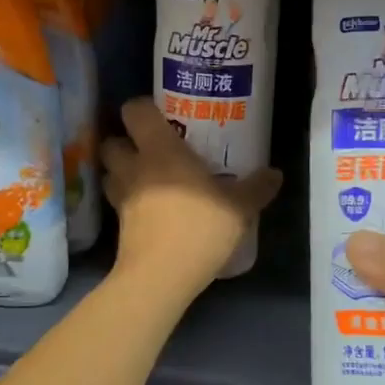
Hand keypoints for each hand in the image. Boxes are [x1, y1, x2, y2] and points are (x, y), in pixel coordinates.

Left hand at [101, 98, 280, 295]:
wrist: (160, 277)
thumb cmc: (199, 228)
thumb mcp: (239, 208)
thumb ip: (256, 188)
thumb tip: (274, 174)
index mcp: (160, 150)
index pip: (135, 111)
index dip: (142, 108)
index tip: (161, 114)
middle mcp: (134, 167)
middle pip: (112, 142)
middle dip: (125, 142)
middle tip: (151, 148)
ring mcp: (121, 198)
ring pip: (110, 173)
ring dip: (122, 172)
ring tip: (146, 178)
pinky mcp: (118, 226)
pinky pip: (118, 202)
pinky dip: (128, 201)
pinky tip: (149, 210)